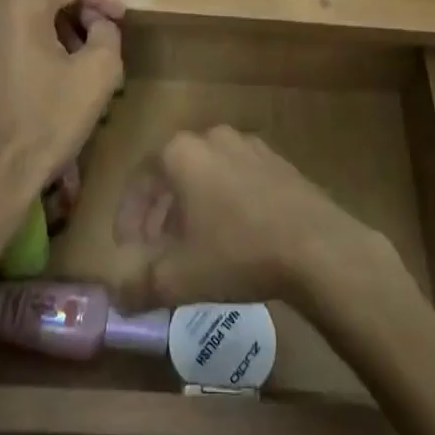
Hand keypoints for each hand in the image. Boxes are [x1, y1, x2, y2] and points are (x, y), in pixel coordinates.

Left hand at [0, 0, 126, 187]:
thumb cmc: (48, 122)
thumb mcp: (99, 74)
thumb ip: (107, 33)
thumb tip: (98, 23)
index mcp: (21, 5)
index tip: (122, 15)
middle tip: (101, 19)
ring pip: (20, 1)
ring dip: (53, 11)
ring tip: (79, 40)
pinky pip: (5, 24)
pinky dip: (31, 27)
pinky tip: (48, 56)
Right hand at [114, 125, 396, 310]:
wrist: (316, 245)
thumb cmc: (237, 252)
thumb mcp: (179, 278)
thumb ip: (139, 285)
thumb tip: (118, 296)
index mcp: (181, 153)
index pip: (140, 179)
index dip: (127, 216)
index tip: (126, 248)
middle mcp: (212, 137)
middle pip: (172, 174)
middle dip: (159, 213)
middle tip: (155, 250)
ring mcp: (248, 145)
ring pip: (205, 174)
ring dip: (191, 207)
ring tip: (192, 246)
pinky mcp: (277, 161)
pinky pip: (236, 177)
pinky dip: (223, 201)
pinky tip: (231, 236)